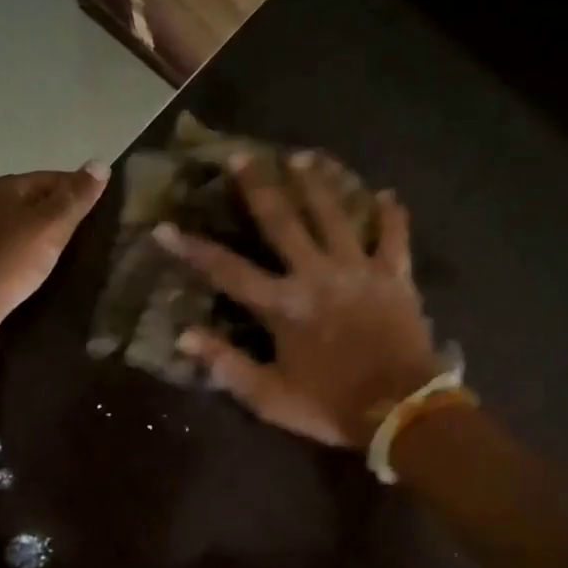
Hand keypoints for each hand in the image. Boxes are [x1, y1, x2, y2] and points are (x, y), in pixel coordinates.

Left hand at [0, 163, 109, 344]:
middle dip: (70, 217)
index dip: (84, 194)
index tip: (108, 216)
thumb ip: (76, 197)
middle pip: (44, 202)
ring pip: (33, 227)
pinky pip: (22, 249)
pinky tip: (52, 271)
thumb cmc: (10, 260)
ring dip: (55, 239)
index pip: (58, 178)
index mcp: (10, 186)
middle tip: (100, 238)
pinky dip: (39, 256)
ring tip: (81, 256)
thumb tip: (100, 163)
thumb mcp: (50, 225)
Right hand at [154, 150, 440, 447]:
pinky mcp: (395, 276)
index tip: (165, 227)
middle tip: (242, 155)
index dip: (193, 249)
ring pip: (336, 215)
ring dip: (318, 184)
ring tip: (303, 155)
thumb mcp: (270, 397)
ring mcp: (359, 270)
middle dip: (259, 187)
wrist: (402, 412)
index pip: (228, 271)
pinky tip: (387, 194)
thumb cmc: (331, 406)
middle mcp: (317, 275)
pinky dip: (392, 215)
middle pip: (283, 221)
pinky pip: (395, 237)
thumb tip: (185, 336)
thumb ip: (227, 365)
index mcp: (284, 305)